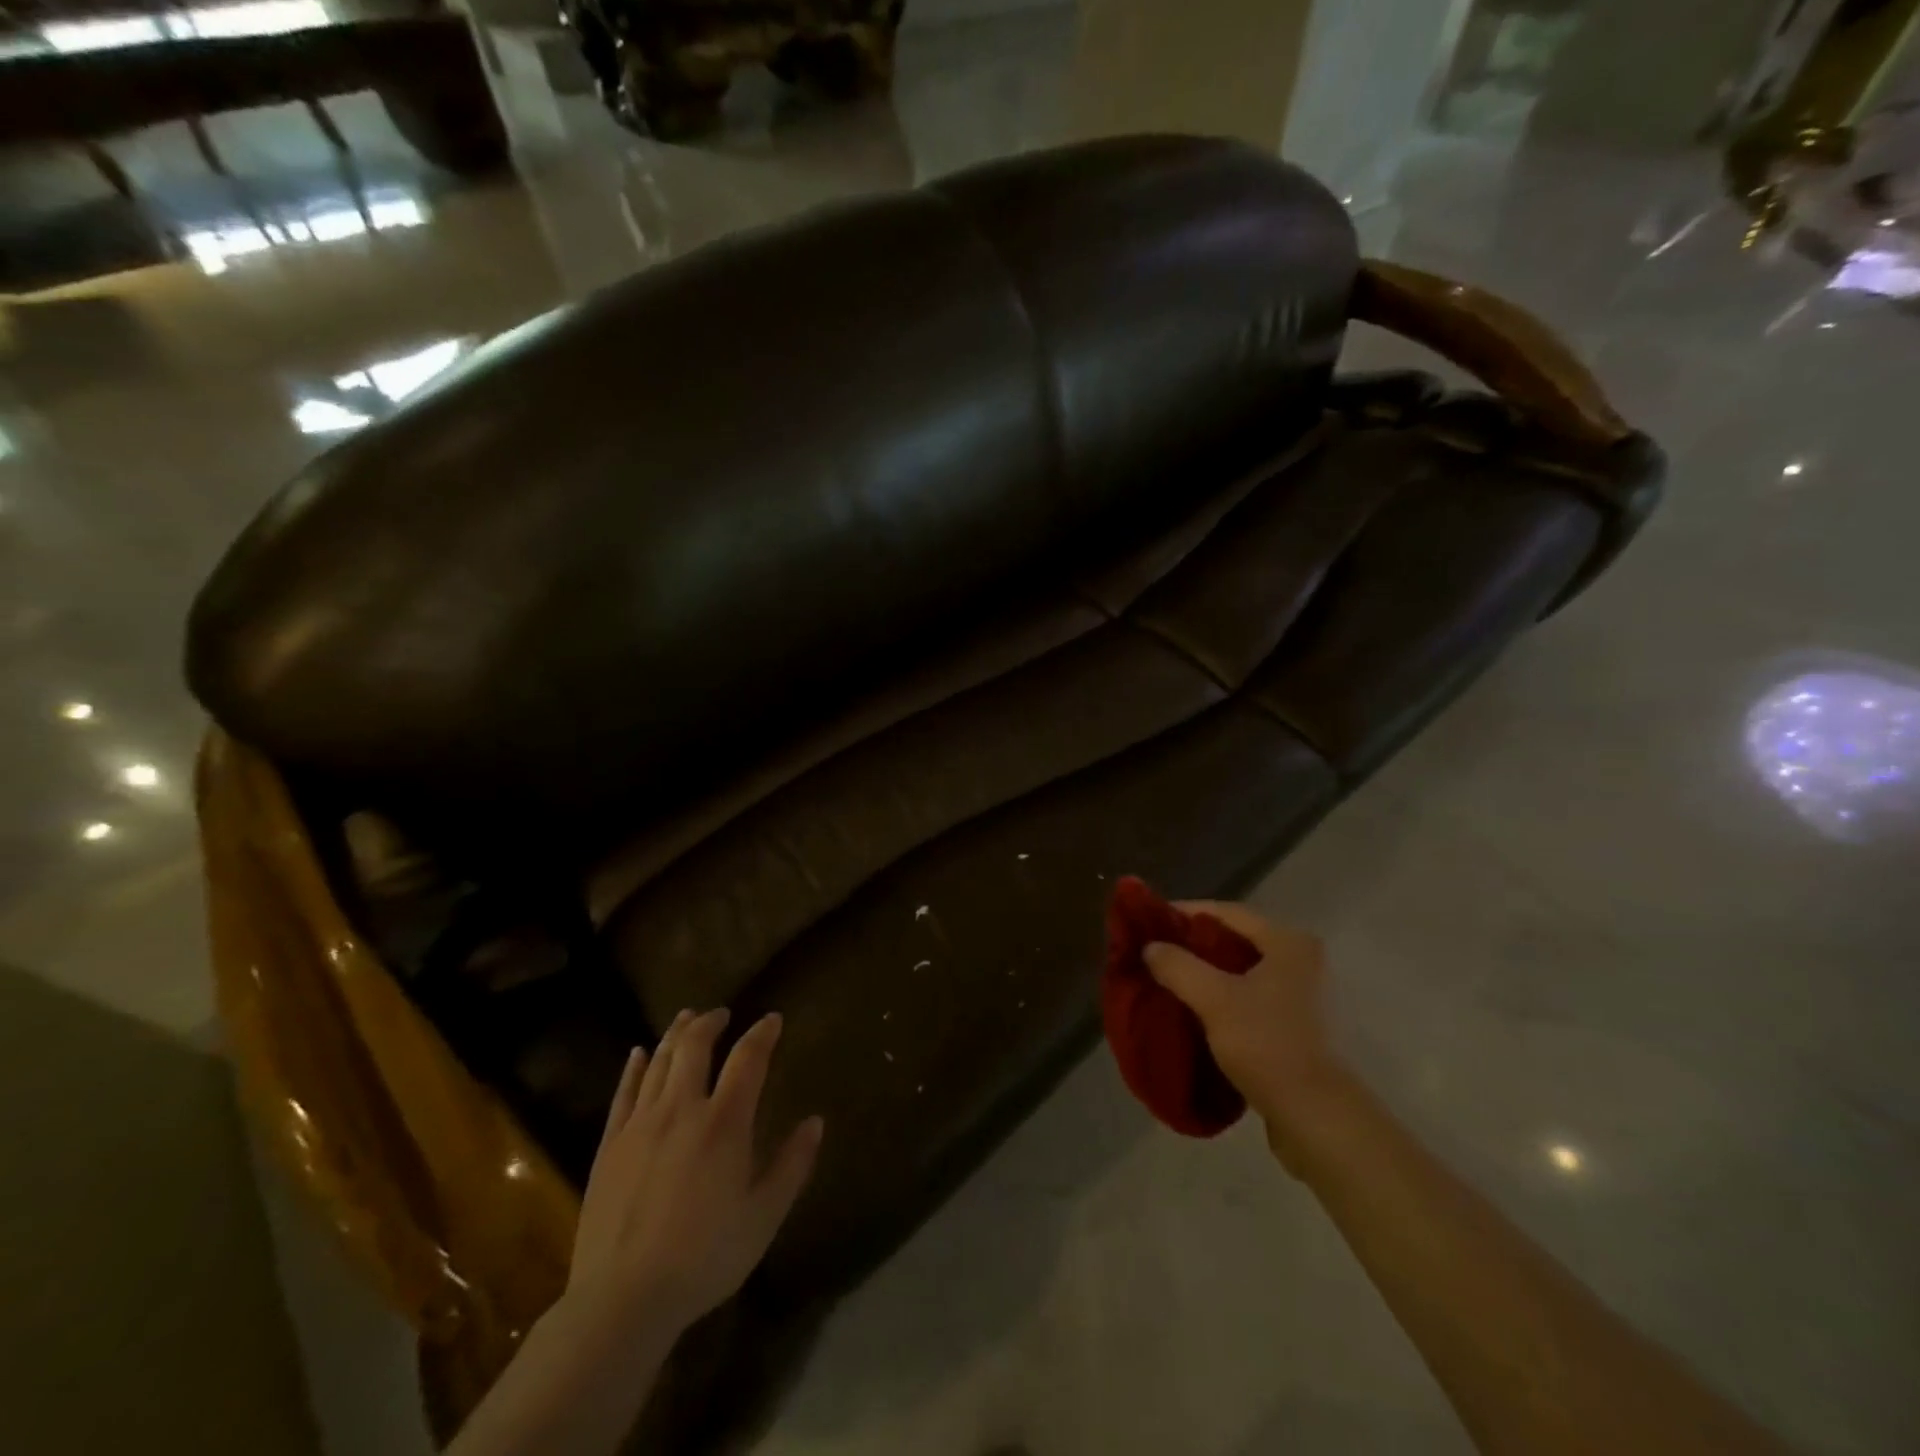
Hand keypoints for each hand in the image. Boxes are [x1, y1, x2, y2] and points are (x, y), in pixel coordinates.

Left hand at [565, 1008, 823, 1340]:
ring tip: (688, 1018)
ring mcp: (641, 1124)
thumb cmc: (704, 1258)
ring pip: (659, 1062)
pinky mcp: (611, 1145)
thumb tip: (815, 1122)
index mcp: (725, 1122)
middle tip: (722, 1013)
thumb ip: (792, 1165)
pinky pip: (623, 1092)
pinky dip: (634, 1067)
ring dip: (676, 1034)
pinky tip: (638, 1053)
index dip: (762, 1033)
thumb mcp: (764, 1217)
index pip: (748, 1058)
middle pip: (695, 1046)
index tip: (773, 1019)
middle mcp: (682, 1109)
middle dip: (711, 1022)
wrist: (623, 1300)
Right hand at [1143, 901, 1348, 1169]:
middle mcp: (1302, 962)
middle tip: (1155, 952)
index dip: (1185, 913)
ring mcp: (1304, 997)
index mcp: (1289, 943)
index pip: (1226, 912)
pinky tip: (1194, 1011)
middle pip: (1235, 941)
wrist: (1317, 1118)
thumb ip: (1178, 966)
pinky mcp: (1298, 1028)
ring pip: (1242, 973)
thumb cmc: (1267, 1045)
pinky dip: (1221, 999)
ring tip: (1168, 981)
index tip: (1150, 920)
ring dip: (1206, 975)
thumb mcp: (1214, 1000)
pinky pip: (1250, 999)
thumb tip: (1151, 947)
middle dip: (1193, 946)